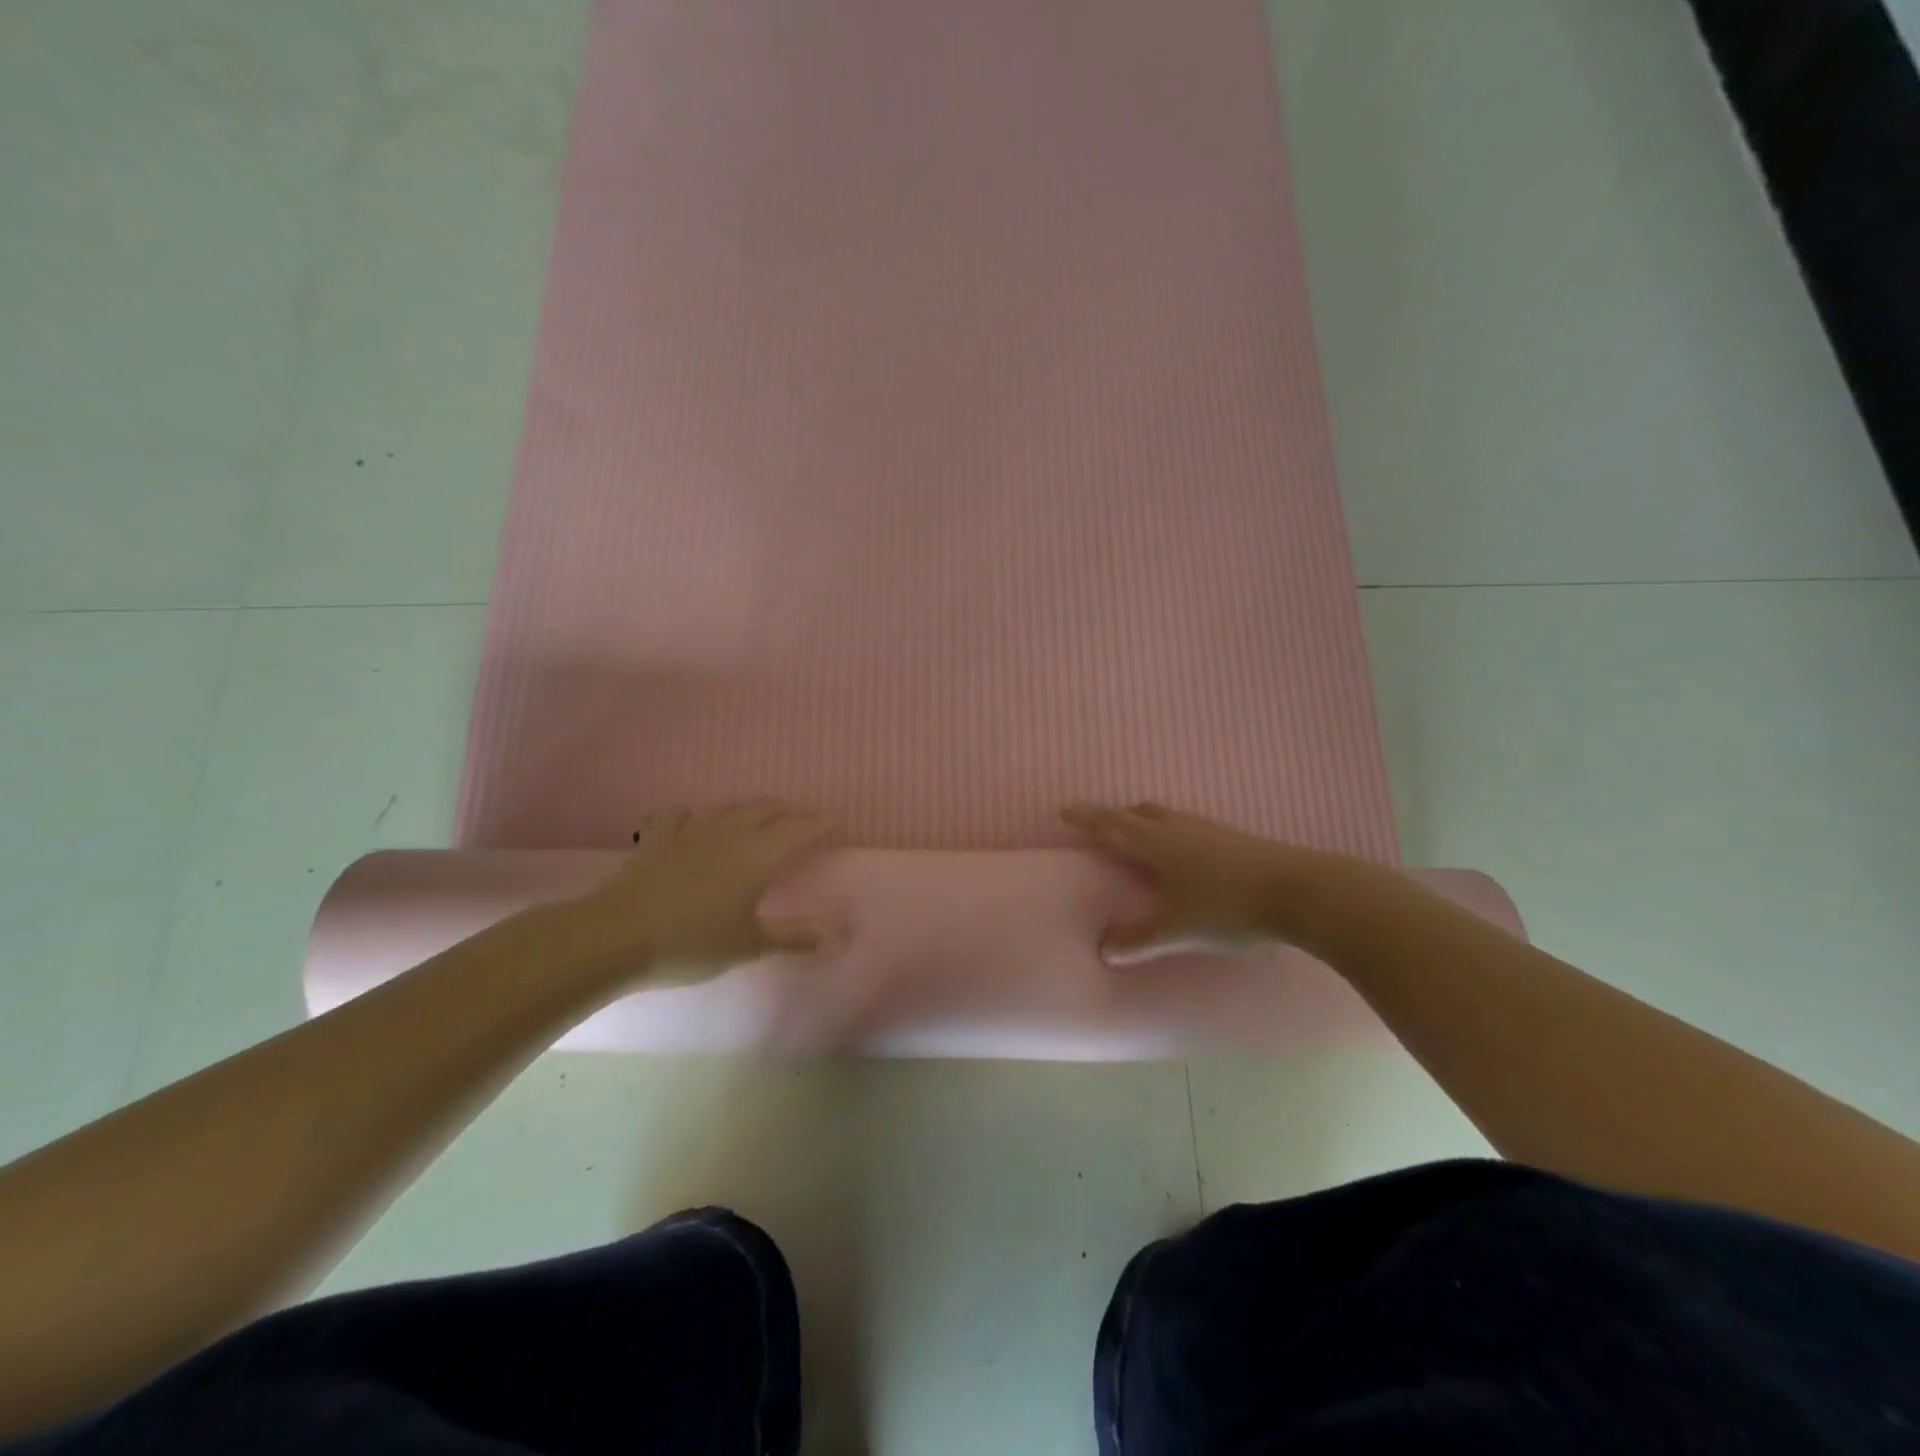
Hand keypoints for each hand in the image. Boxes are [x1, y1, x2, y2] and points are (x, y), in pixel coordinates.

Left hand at [568, 803, 837, 981]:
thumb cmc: (691, 942)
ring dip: (749, 811)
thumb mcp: (748, 945)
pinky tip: (690, 821)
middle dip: (788, 815)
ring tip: (757, 819)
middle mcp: (730, 834)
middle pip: (766, 812)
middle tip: (800, 825)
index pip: (800, 830)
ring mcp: (691, 833)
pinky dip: (692, 815)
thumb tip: (837, 937)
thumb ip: (793, 937)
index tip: (837, 821)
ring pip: (729, 809)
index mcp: (758, 856)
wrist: (615, 936)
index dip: (821, 823)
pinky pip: (679, 816)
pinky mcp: (658, 839)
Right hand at [1063, 802, 1319, 959]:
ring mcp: (1209, 830)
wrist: (1299, 891)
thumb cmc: (1226, 907)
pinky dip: (1173, 834)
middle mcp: (1178, 828)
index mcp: (1156, 843)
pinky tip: (1186, 859)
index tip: (1065, 810)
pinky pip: (1189, 828)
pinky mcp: (1233, 839)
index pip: (1111, 824)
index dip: (1086, 817)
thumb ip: (1137, 940)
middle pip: (1139, 813)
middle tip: (1104, 830)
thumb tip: (1102, 950)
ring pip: (1167, 817)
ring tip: (1142, 843)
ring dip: (1146, 823)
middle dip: (1117, 818)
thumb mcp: (1175, 930)